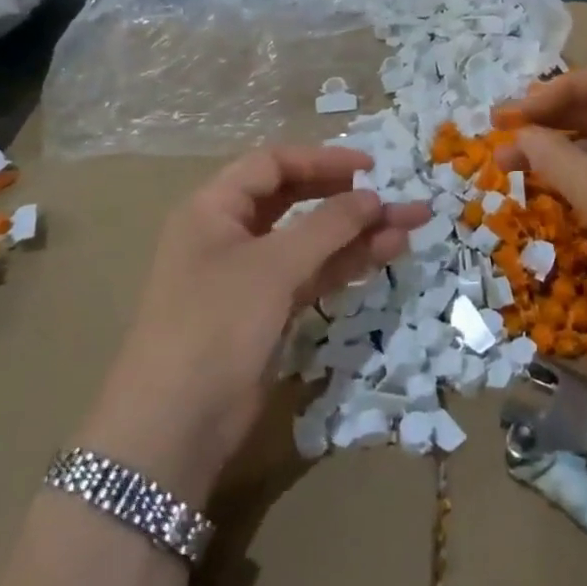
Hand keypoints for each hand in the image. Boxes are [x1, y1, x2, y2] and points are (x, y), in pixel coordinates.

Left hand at [77, 146, 428, 502]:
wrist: (175, 425)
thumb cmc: (216, 324)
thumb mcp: (273, 266)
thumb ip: (327, 225)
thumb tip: (373, 197)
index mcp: (214, 208)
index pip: (273, 165)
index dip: (322, 160)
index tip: (371, 167)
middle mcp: (230, 234)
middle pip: (296, 201)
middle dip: (349, 199)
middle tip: (400, 199)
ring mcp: (250, 276)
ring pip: (311, 241)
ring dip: (358, 233)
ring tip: (410, 227)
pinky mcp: (267, 311)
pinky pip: (312, 274)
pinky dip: (346, 264)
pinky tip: (386, 255)